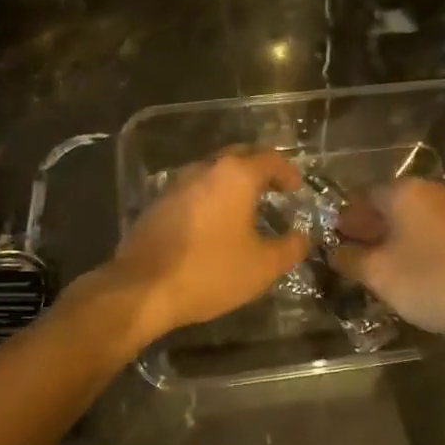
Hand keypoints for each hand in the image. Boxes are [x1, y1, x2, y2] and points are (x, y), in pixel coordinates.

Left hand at [96, 148, 308, 344]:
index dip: (287, 171)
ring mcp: (176, 184)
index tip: (296, 187)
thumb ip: (290, 248)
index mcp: (235, 176)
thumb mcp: (262, 266)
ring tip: (246, 206)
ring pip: (212, 171)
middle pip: (238, 156)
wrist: (142, 288)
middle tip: (274, 188)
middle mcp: (205, 169)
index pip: (269, 159)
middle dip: (259, 168)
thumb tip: (302, 238)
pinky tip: (214, 222)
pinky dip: (210, 197)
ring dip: (232, 182)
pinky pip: (193, 190)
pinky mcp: (157, 203)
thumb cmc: (210, 271)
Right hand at [330, 178, 444, 344]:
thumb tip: (334, 251)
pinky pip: (437, 231)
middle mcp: (433, 190)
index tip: (335, 245)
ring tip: (386, 270)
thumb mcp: (380, 276)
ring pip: (415, 219)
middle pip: (389, 205)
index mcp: (405, 192)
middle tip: (357, 260)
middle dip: (370, 230)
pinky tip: (420, 272)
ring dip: (396, 239)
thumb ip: (350, 259)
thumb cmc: (435, 283)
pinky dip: (422, 246)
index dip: (344, 221)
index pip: (361, 197)